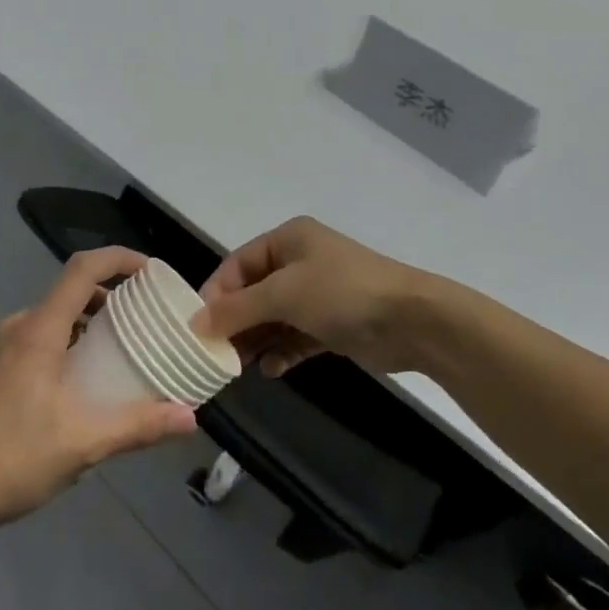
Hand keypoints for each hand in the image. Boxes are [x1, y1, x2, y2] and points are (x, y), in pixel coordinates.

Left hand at [0, 247, 196, 531]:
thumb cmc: (13, 457)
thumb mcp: (84, 442)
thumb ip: (138, 425)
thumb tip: (190, 417)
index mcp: (40, 330)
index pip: (82, 268)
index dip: (119, 258)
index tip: (152, 271)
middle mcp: (20, 328)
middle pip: (71, 291)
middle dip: (113, 296)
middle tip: (148, 318)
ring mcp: (3, 348)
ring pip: (56, 317)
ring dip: (91, 322)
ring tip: (125, 350)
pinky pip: (42, 338)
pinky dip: (72, 342)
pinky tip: (86, 382)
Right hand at [197, 217, 438, 376]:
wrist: (413, 321)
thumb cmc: (342, 293)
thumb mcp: (283, 294)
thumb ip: (238, 308)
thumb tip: (195, 323)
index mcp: (288, 240)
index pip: (237, 264)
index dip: (216, 293)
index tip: (198, 327)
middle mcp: (300, 262)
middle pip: (254, 292)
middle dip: (235, 321)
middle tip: (215, 352)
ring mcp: (318, 294)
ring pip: (274, 317)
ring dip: (256, 339)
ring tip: (238, 365)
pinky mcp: (333, 325)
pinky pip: (296, 337)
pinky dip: (282, 351)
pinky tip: (271, 369)